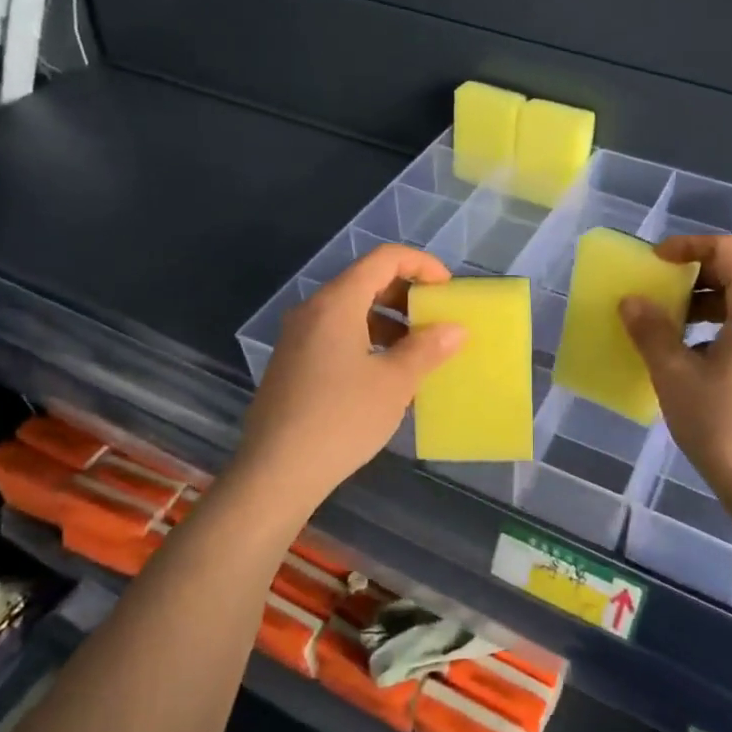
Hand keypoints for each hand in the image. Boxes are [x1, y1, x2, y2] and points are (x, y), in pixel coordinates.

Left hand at [234, 244, 464, 514]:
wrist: (276, 473)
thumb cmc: (341, 419)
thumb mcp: (394, 383)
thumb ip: (427, 348)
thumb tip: (455, 329)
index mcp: (336, 303)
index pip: (384, 259)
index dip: (421, 264)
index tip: (447, 289)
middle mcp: (312, 310)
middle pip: (365, 281)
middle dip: (406, 294)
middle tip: (435, 319)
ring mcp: (297, 337)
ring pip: (350, 310)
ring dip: (388, 321)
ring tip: (417, 351)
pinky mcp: (292, 363)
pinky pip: (336, 334)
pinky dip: (367, 339)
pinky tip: (385, 374)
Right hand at [619, 234, 731, 528]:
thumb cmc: (723, 427)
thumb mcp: (675, 376)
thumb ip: (651, 331)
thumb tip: (632, 301)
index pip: (730, 250)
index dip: (689, 246)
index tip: (656, 264)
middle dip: (695, 275)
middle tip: (659, 294)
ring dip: (706, 303)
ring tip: (671, 328)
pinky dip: (722, 326)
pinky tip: (695, 360)